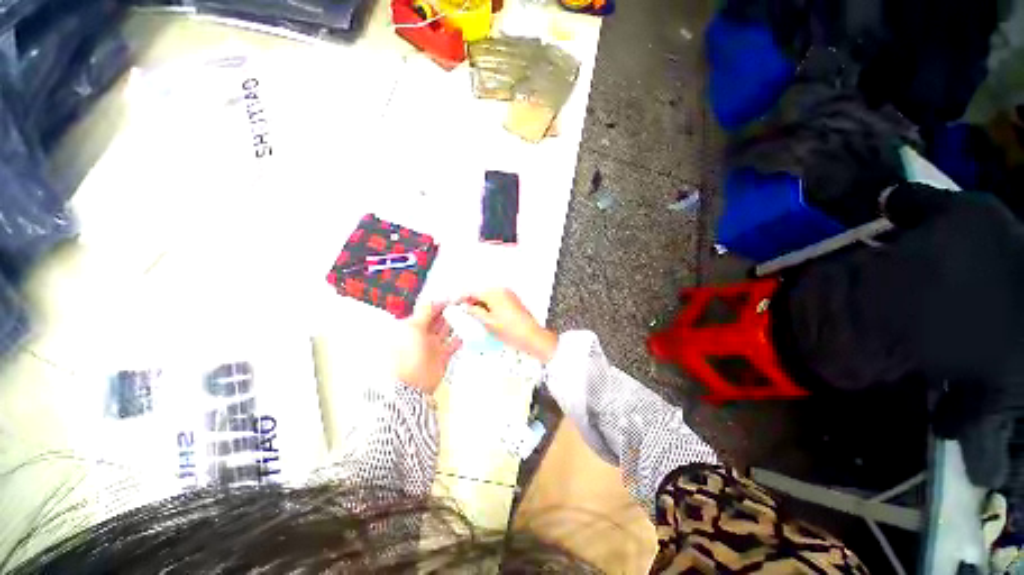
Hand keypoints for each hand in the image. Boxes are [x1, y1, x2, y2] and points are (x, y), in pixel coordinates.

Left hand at [394, 301, 461, 393]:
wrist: (410, 385)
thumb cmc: (408, 353)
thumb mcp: (412, 328)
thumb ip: (424, 312)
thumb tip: (433, 299)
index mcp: (412, 326)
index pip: (427, 311)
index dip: (439, 303)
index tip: (453, 297)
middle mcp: (423, 334)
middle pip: (438, 319)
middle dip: (449, 310)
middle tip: (464, 302)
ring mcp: (433, 345)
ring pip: (446, 329)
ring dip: (456, 321)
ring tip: (468, 313)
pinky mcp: (443, 356)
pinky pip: (453, 343)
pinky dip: (460, 337)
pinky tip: (468, 330)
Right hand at [458, 288, 557, 362]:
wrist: (532, 337)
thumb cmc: (512, 331)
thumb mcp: (488, 323)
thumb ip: (474, 312)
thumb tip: (466, 307)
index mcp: (495, 293)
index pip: (473, 292)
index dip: (462, 297)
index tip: (455, 303)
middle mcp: (502, 290)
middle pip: (481, 293)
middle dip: (472, 301)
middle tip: (464, 312)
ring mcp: (509, 295)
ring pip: (489, 296)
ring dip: (480, 304)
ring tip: (475, 317)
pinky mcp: (513, 301)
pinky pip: (497, 300)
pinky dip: (489, 306)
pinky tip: (487, 317)